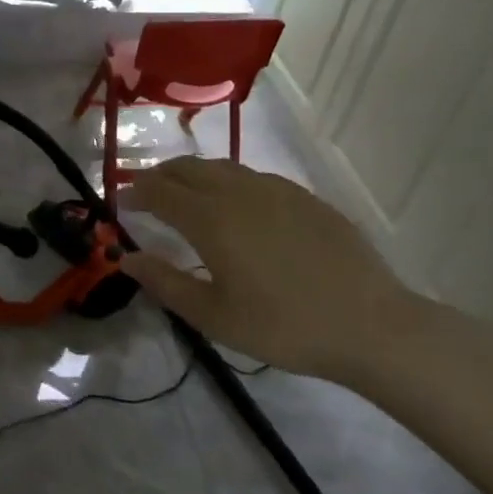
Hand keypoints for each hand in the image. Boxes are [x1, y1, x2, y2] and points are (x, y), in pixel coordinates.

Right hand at [121, 157, 413, 382]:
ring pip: (221, 167)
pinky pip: (253, 176)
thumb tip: (126, 258)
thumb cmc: (283, 326)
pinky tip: (235, 204)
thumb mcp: (213, 316)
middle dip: (159, 176)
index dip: (133, 192)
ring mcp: (276, 191)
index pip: (158, 191)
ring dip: (192, 174)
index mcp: (210, 219)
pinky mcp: (305, 198)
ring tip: (184, 193)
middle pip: (186, 168)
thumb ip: (165, 282)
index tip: (119, 202)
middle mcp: (238, 193)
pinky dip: (228, 181)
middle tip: (145, 193)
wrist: (373, 326)